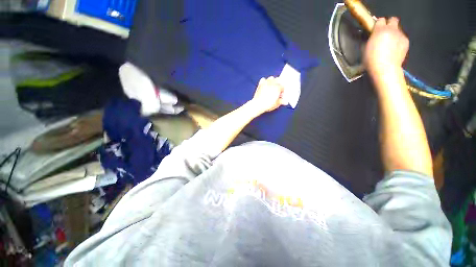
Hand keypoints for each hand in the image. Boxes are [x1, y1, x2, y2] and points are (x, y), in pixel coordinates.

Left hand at [250, 76, 283, 112]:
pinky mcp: (260, 84)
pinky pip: (263, 79)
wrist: (258, 104)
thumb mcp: (276, 104)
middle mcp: (272, 83)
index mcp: (278, 87)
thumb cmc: (267, 104)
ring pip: (271, 78)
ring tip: (272, 87)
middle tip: (277, 90)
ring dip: (273, 81)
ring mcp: (266, 83)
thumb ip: (281, 101)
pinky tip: (265, 86)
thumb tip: (285, 101)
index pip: (283, 87)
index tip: (281, 95)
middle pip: (278, 80)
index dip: (282, 91)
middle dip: (279, 84)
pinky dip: (265, 81)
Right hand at [364, 17, 408, 76]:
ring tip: (389, 43)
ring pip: (397, 29)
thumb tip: (372, 36)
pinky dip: (398, 41)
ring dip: (393, 34)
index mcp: (380, 30)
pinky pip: (401, 38)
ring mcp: (400, 35)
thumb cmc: (371, 60)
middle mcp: (392, 30)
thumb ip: (370, 39)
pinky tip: (394, 49)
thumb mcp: (365, 49)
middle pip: (393, 20)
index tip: (375, 30)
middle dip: (389, 24)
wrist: (385, 69)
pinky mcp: (406, 42)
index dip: (378, 24)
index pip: (381, 20)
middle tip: (384, 32)